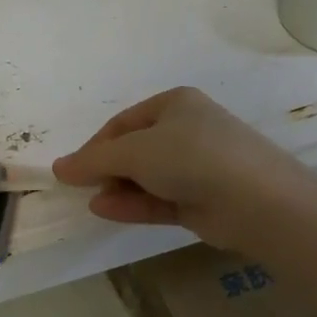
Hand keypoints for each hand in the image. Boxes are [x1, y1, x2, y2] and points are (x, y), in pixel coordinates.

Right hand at [52, 87, 316, 250]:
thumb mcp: (135, 152)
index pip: (123, 123)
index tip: (73, 169)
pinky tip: (106, 211)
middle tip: (83, 188)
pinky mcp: (202, 199)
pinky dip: (134, 204)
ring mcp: (197, 167)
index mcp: (174, 104)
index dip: (95, 146)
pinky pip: (159, 199)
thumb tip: (59, 167)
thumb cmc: (192, 157)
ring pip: (147, 177)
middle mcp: (186, 131)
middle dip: (107, 169)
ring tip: (92, 202)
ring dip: (118, 189)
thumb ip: (94, 160)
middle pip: (134, 150)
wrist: (257, 200)